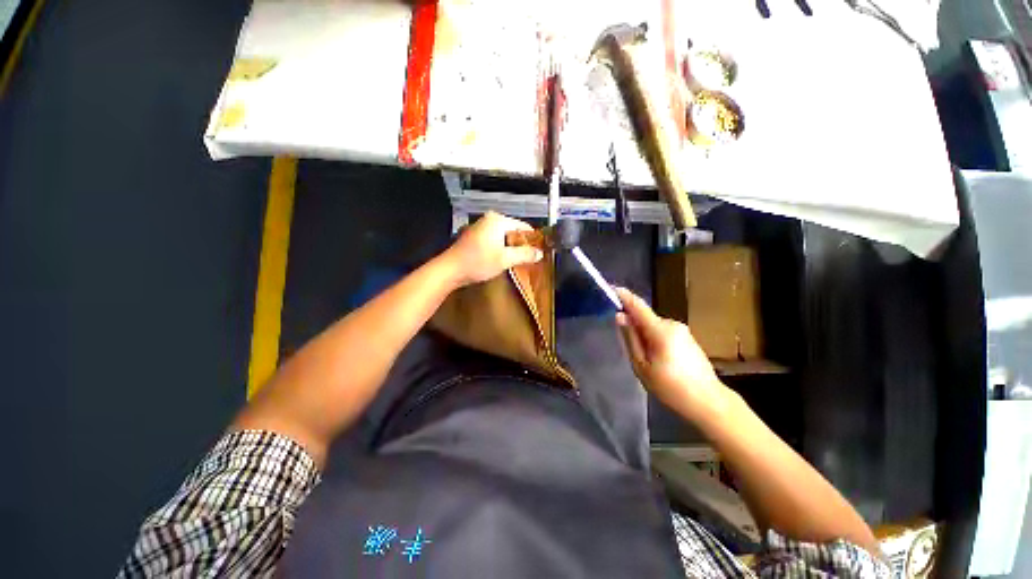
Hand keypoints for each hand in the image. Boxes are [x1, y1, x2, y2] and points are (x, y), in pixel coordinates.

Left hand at [443, 212, 543, 286]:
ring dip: (510, 248)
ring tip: (516, 261)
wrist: (451, 269)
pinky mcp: (475, 236)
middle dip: (520, 244)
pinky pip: (494, 239)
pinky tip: (501, 259)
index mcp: (498, 220)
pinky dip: (500, 248)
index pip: (523, 226)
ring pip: (503, 236)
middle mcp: (489, 219)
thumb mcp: (505, 259)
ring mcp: (480, 227)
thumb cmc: (478, 262)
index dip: (532, 239)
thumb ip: (524, 254)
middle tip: (528, 259)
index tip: (538, 252)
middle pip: (513, 231)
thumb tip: (539, 253)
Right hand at [615, 287, 728, 421]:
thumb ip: (630, 338)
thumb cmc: (670, 387)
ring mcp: (683, 330)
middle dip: (633, 325)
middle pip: (645, 318)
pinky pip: (663, 332)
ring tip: (646, 360)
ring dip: (644, 335)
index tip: (611, 288)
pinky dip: (655, 339)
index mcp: (660, 330)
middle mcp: (672, 324)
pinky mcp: (688, 338)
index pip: (638, 306)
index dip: (624, 296)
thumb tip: (620, 316)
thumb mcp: (642, 365)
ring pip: (653, 326)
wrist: (708, 402)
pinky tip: (659, 360)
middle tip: (628, 348)